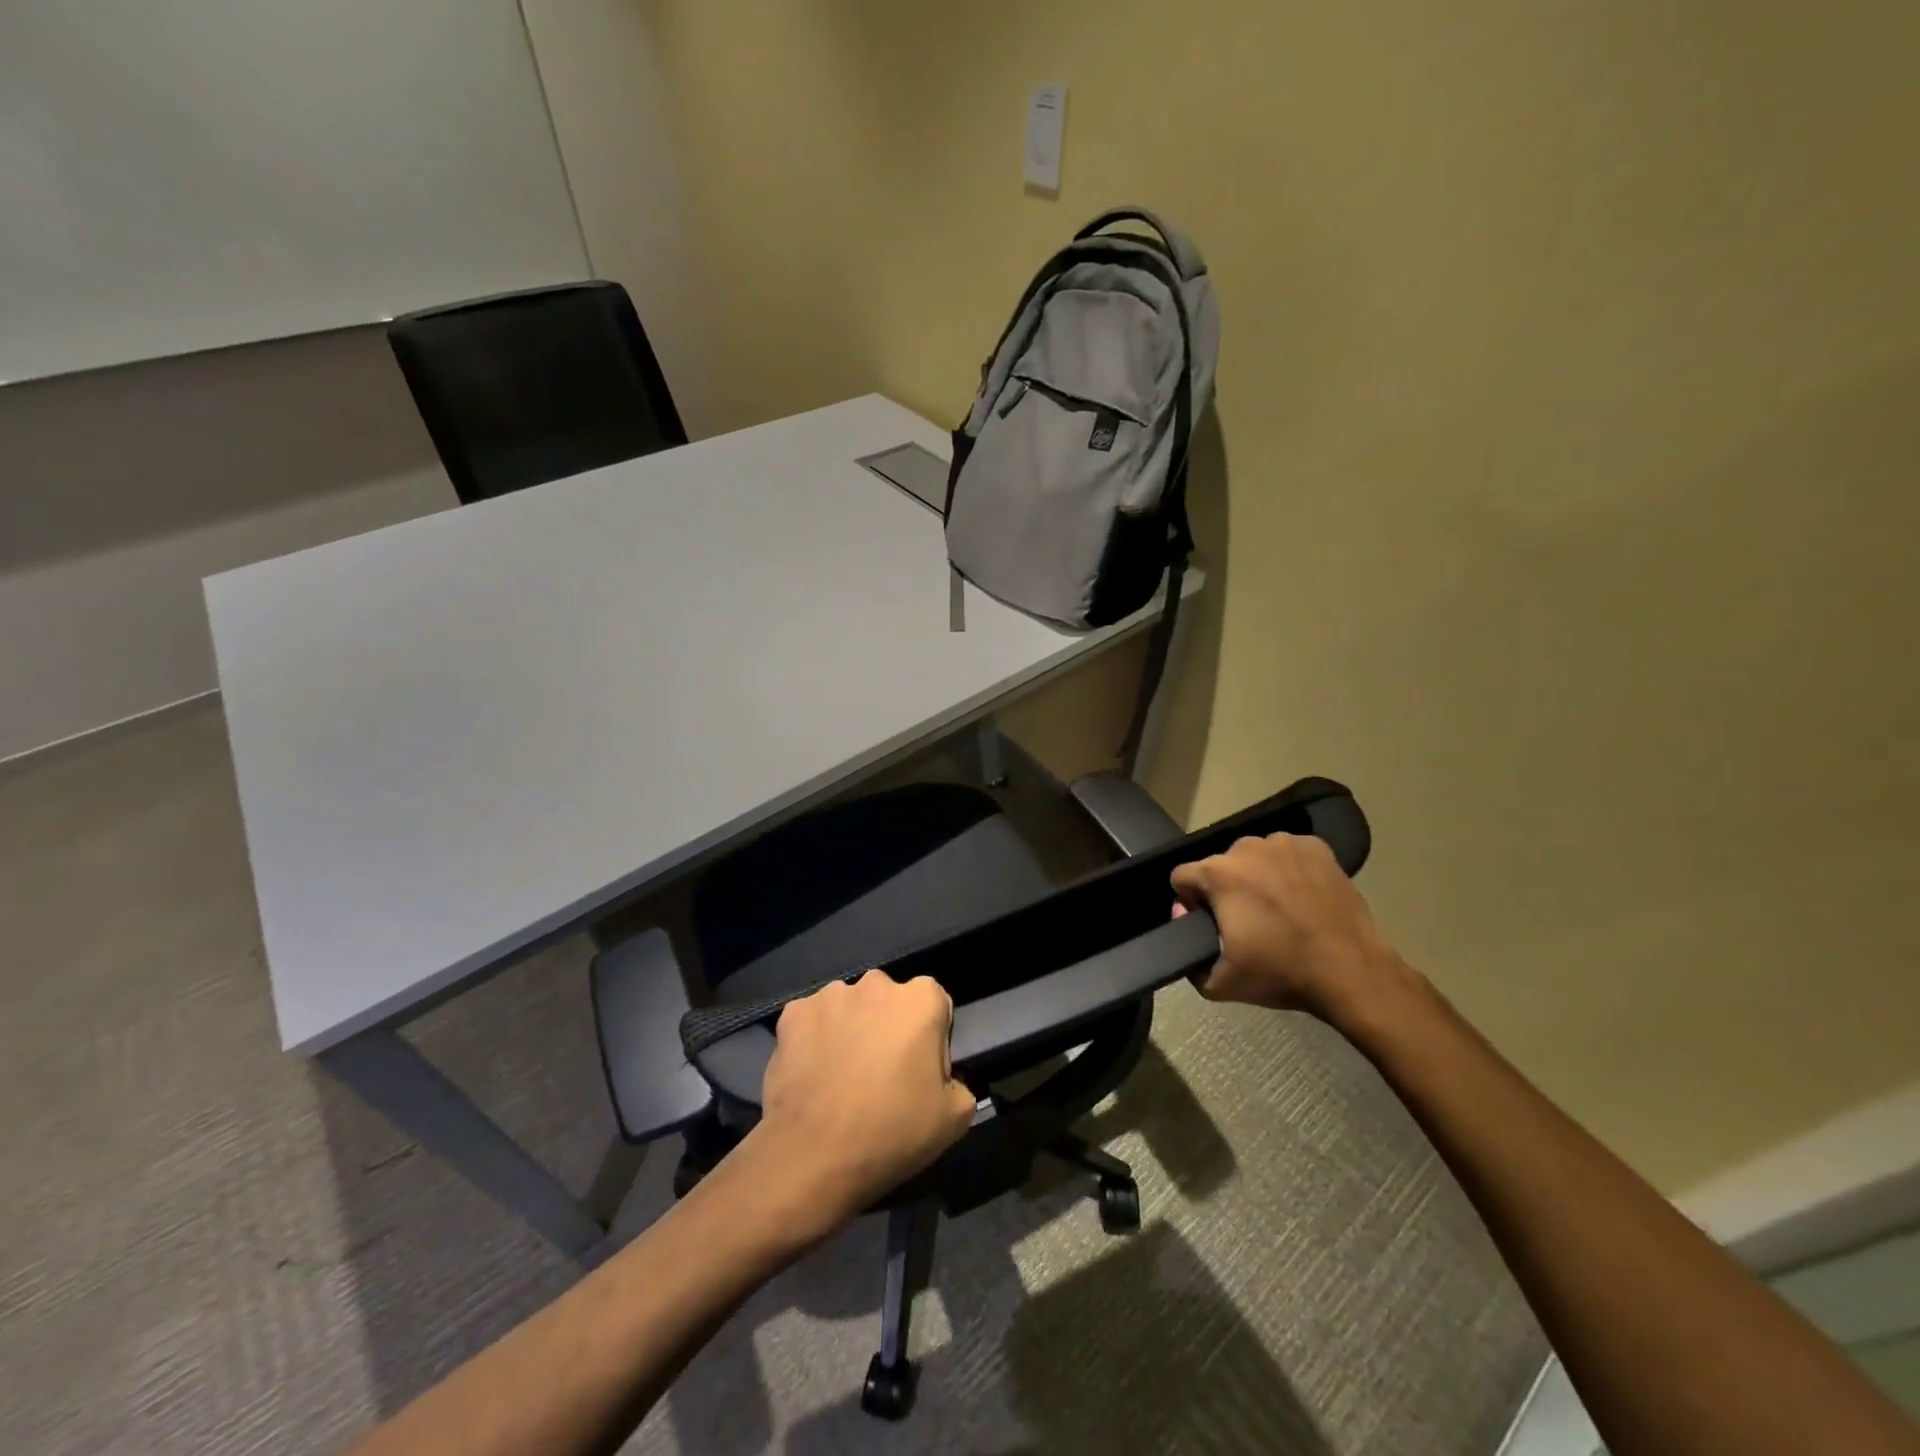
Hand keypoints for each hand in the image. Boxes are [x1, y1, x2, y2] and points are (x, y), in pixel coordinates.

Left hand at [751, 971, 976, 1229]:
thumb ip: (959, 1083)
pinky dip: (814, 1039)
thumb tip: (944, 1079)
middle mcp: (876, 984)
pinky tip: (813, 1075)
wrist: (814, 1156)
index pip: (935, 1005)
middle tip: (881, 1075)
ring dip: (851, 1030)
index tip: (920, 1072)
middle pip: (889, 1002)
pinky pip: (812, 1022)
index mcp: (920, 999)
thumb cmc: (892, 1131)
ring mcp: (830, 996)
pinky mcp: (793, 1013)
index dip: (931, 1039)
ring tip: (842, 1078)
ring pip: (849, 1008)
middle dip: (888, 1028)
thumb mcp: (954, 1118)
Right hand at [1170, 831, 1409, 1021]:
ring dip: (1257, 876)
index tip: (1208, 923)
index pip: (1182, 877)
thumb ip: (1190, 961)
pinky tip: (1303, 896)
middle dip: (1226, 888)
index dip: (1188, 901)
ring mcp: (1284, 844)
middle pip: (1220, 865)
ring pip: (1255, 856)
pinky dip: (1290, 870)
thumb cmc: (1282, 973)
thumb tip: (1188, 930)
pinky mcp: (1317, 848)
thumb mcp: (1220, 983)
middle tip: (1247, 920)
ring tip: (1278, 908)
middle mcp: (1246, 848)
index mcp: (1219, 874)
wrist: (1352, 971)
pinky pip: (1288, 854)